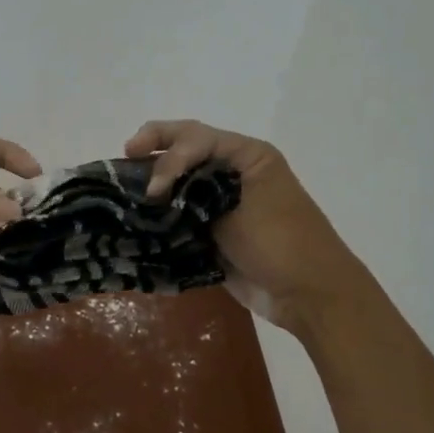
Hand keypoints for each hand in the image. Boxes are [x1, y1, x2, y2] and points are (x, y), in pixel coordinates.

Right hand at [125, 119, 362, 334]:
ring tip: (124, 184)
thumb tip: (153, 191)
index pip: (196, 136)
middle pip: (186, 147)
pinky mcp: (214, 230)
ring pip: (181, 179)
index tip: (155, 187)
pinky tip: (137, 214)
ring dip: (154, 178)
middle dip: (155, 147)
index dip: (168, 153)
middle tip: (126, 155)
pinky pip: (181, 212)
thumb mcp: (242, 206)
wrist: (309, 295)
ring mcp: (222, 201)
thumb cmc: (282, 243)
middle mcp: (233, 171)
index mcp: (247, 156)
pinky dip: (160, 211)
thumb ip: (197, 192)